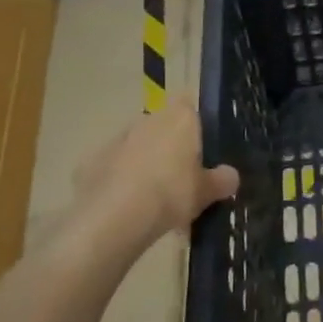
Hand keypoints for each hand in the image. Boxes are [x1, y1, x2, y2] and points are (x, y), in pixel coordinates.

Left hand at [71, 105, 238, 243]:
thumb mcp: (207, 192)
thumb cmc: (171, 193)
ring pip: (136, 146)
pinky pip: (112, 168)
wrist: (114, 217)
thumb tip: (231, 176)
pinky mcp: (91, 162)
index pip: (189, 104)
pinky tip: (125, 207)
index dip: (194, 122)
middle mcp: (148, 120)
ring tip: (152, 199)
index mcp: (180, 118)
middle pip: (162, 126)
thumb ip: (221, 180)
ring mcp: (117, 139)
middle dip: (169, 146)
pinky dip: (118, 181)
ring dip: (143, 163)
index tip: (200, 146)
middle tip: (179, 178)